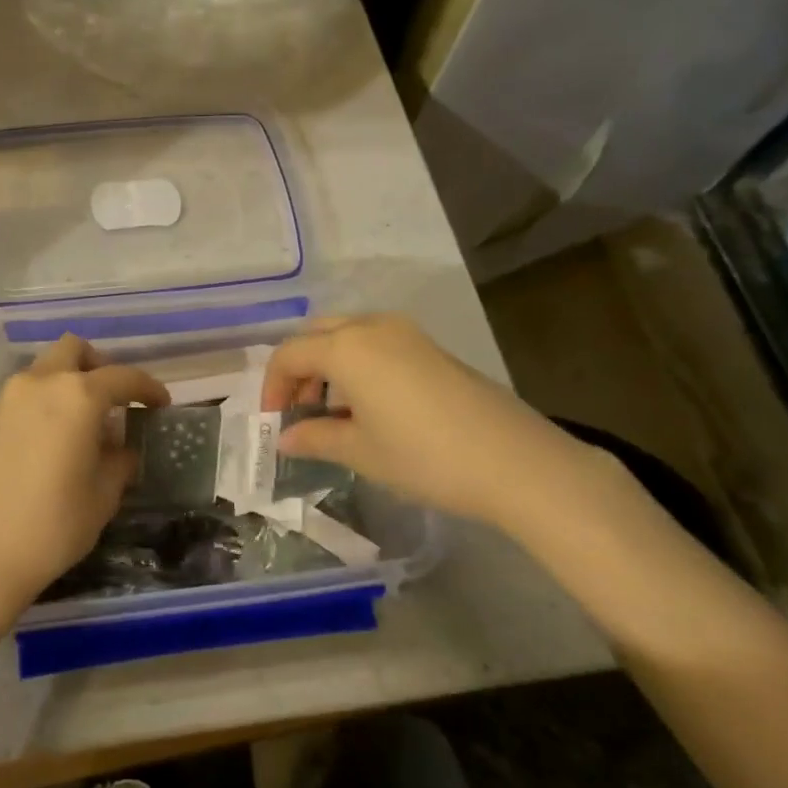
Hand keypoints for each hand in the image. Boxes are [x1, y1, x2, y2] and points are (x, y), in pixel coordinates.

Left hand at [0, 334, 168, 615]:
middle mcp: (41, 383)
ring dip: (69, 381)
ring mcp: (8, 398)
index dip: (147, 388)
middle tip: (115, 400)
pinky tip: (56, 438)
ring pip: (46, 368)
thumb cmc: (53, 525)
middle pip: (74, 350)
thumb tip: (122, 450)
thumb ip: (119, 462)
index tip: (161, 404)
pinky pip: (26, 392)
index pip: (122, 377)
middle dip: (100, 366)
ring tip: (85, 423)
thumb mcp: (103, 496)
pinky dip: (46, 399)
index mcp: (77, 396)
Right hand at [262, 314, 602, 528]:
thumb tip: (284, 437)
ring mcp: (406, 333)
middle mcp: (372, 326)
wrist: (514, 461)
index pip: (289, 355)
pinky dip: (357, 364)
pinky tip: (368, 404)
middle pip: (316, 335)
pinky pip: (376, 342)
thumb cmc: (424, 456)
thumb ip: (315, 437)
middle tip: (299, 410)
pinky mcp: (431, 347)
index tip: (275, 423)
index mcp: (346, 347)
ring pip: (347, 334)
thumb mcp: (360, 451)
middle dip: (298, 369)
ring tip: (331, 410)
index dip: (273, 388)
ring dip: (328, 364)